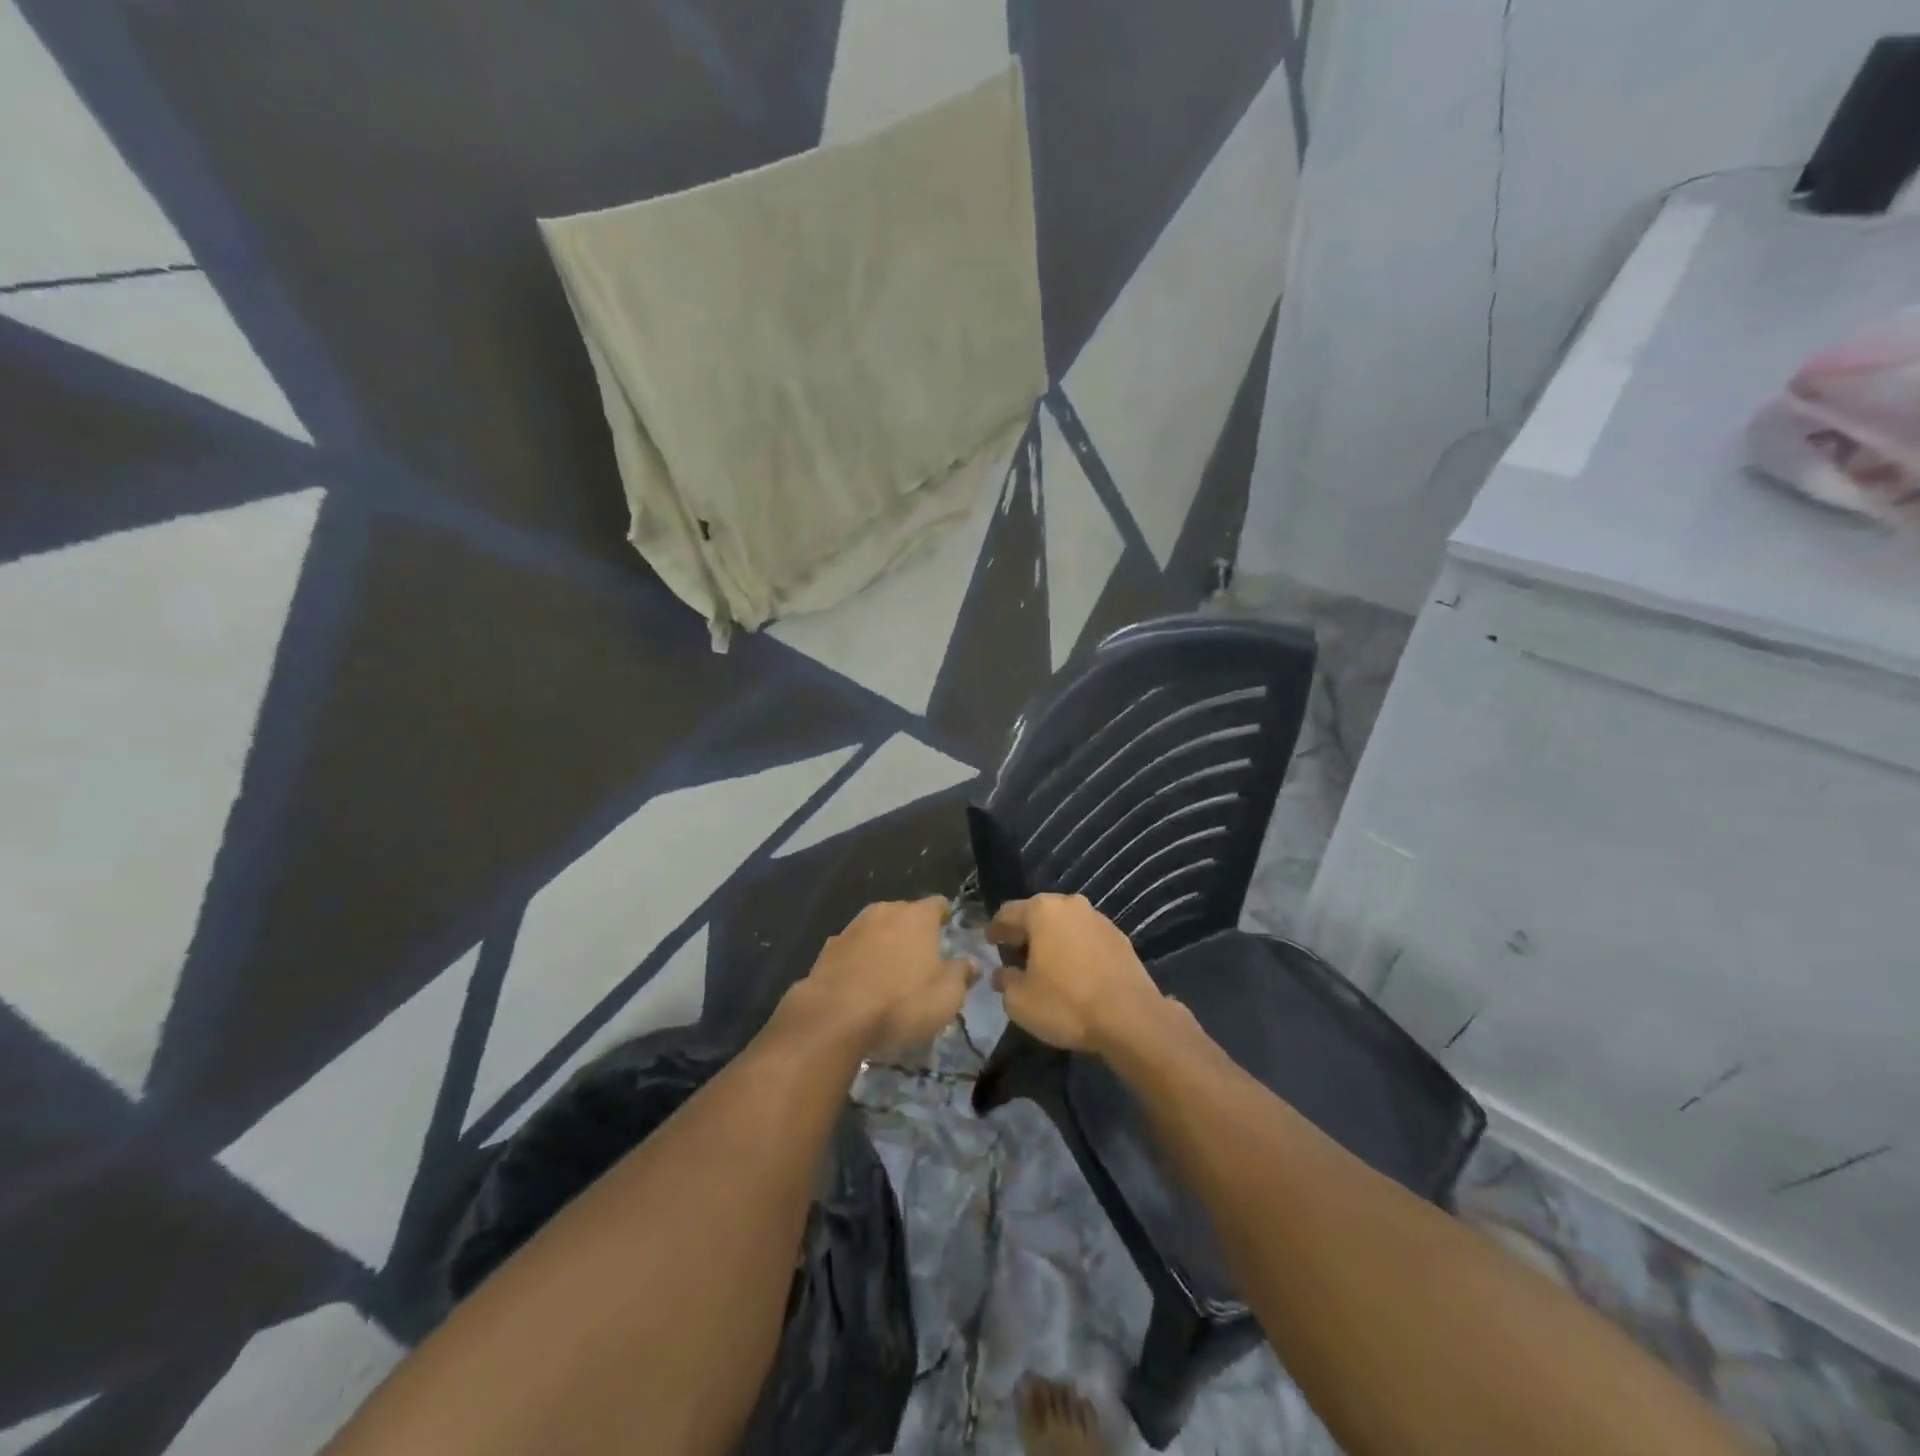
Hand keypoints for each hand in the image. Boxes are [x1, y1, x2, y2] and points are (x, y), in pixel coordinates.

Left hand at [803, 897, 973, 1053]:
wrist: (834, 1018)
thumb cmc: (901, 1004)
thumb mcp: (946, 998)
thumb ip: (961, 975)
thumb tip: (970, 963)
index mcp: (917, 916)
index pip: (938, 904)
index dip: (944, 918)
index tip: (946, 936)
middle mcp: (884, 911)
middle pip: (905, 914)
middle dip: (913, 932)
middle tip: (920, 961)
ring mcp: (852, 927)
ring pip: (877, 929)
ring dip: (884, 945)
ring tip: (889, 975)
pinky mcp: (828, 948)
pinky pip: (853, 948)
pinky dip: (859, 960)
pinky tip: (861, 985)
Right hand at [987, 894, 1162, 1052]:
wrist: (1131, 1018)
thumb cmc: (1066, 1003)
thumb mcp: (1020, 1001)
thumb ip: (1005, 981)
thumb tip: (1002, 973)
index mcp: (1042, 911)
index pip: (1008, 913)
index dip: (995, 929)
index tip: (989, 943)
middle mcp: (1070, 905)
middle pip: (1038, 913)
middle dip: (1025, 932)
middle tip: (1014, 953)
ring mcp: (1099, 919)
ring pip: (1065, 924)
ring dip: (1052, 939)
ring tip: (1045, 964)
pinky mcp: (1119, 937)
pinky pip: (1086, 937)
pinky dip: (1075, 948)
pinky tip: (1074, 971)